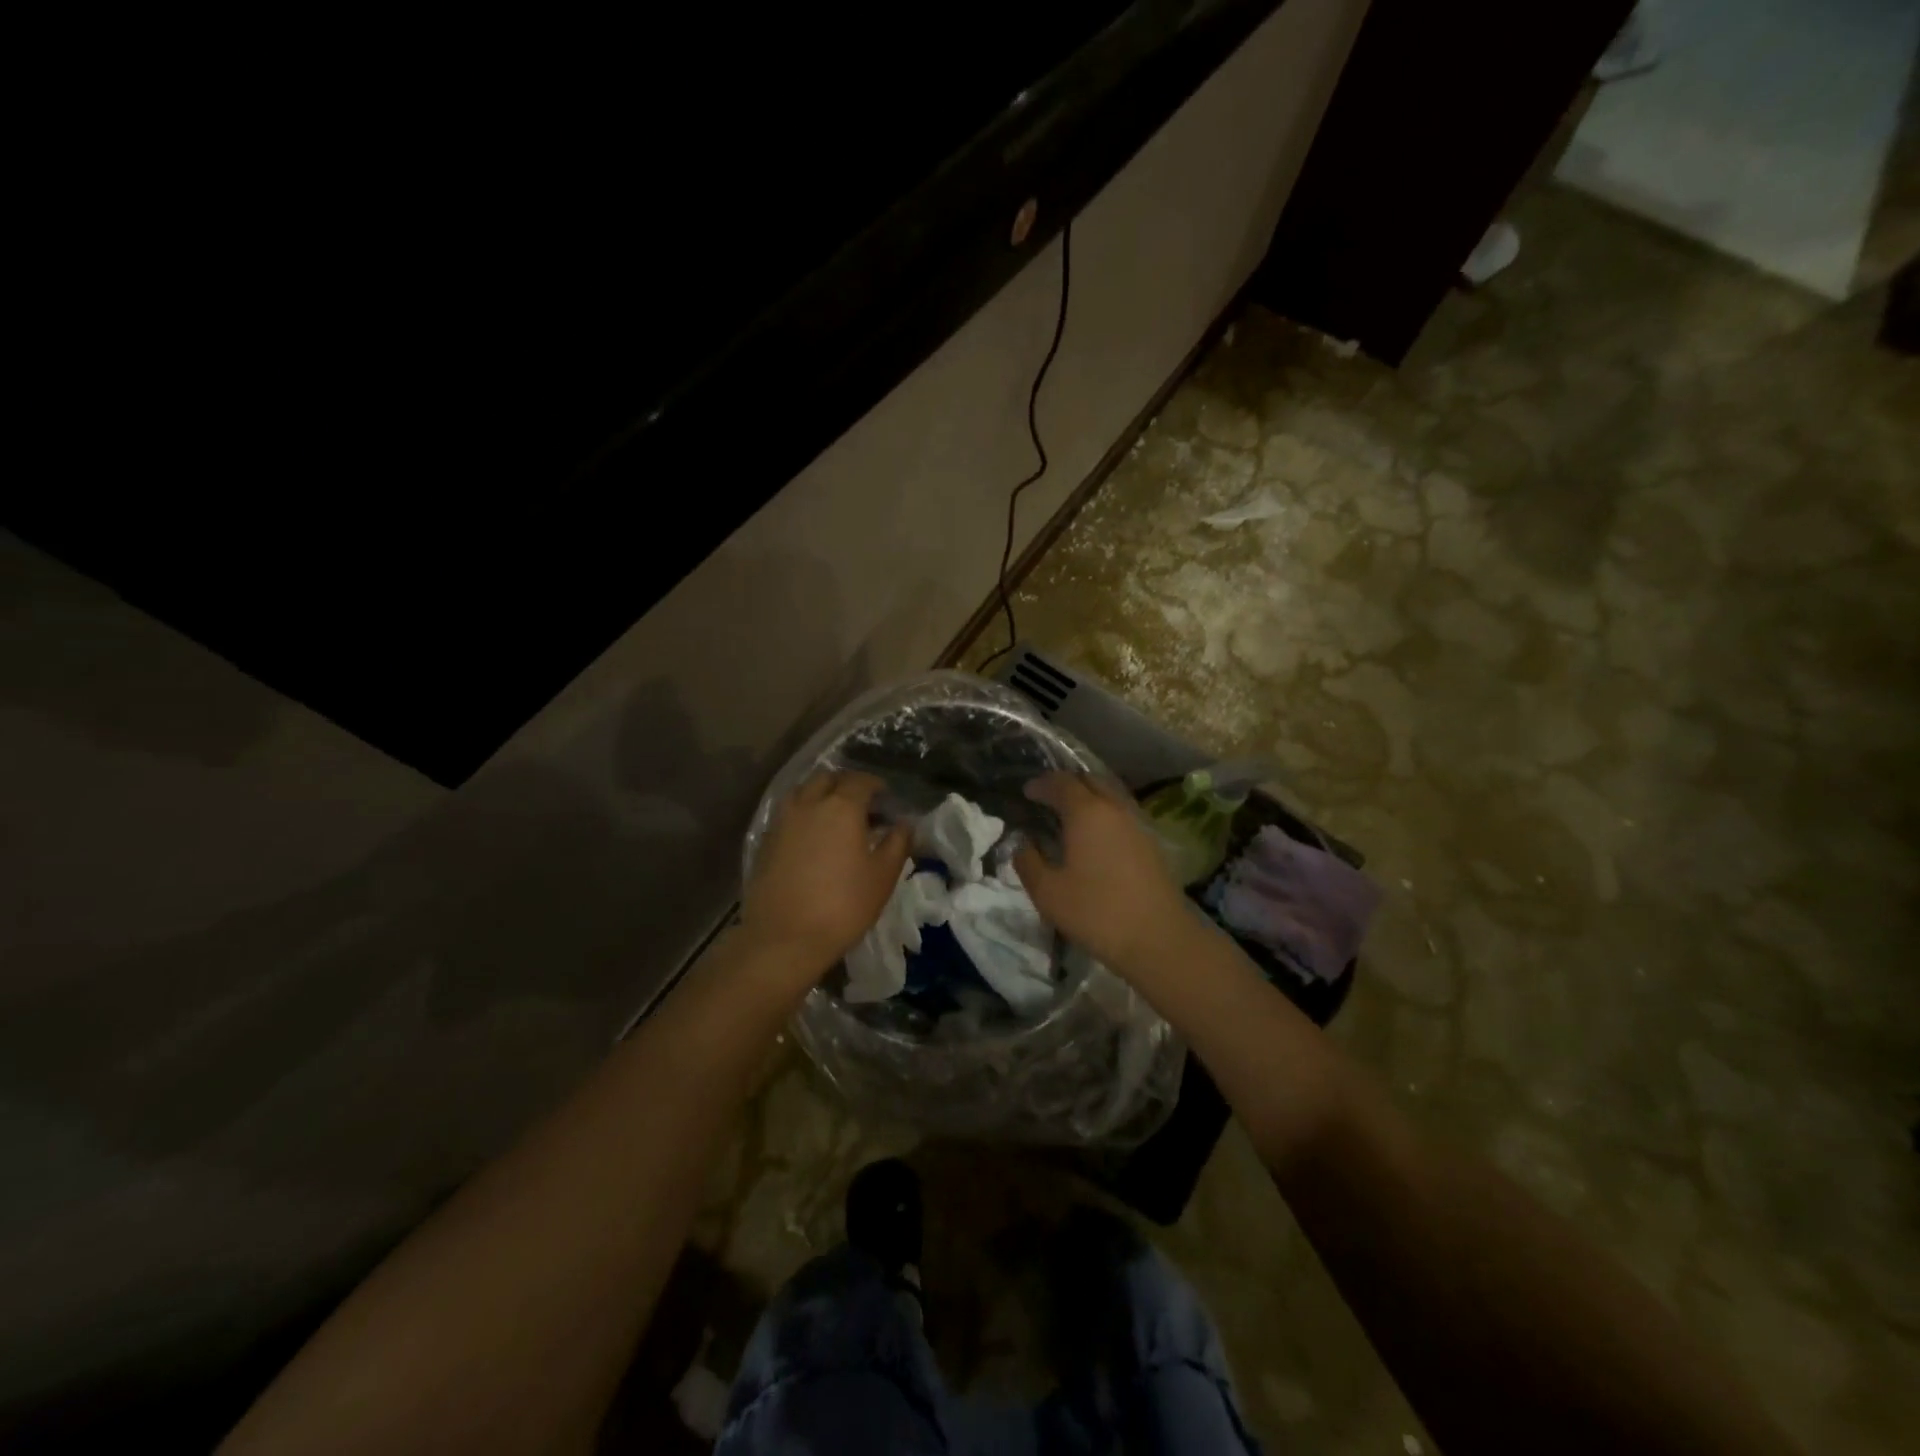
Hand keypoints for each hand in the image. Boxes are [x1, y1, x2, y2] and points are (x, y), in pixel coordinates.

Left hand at [741, 772, 910, 976]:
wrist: (784, 939)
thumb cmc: (843, 906)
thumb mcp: (883, 876)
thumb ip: (897, 843)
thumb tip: (904, 823)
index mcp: (841, 807)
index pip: (860, 781)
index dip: (876, 785)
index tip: (886, 798)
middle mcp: (808, 804)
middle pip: (827, 779)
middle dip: (845, 785)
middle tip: (862, 805)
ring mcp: (782, 822)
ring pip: (802, 792)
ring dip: (820, 795)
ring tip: (834, 818)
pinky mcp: (765, 842)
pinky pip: (787, 814)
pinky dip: (802, 815)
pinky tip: (812, 838)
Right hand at [1013, 773, 1195, 979]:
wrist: (1158, 939)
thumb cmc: (1096, 912)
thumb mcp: (1048, 893)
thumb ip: (1028, 862)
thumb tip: (1022, 844)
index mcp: (1086, 813)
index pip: (1061, 783)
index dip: (1041, 784)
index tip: (1026, 791)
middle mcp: (1114, 809)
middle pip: (1089, 781)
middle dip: (1066, 784)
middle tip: (1047, 798)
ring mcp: (1137, 824)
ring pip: (1109, 796)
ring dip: (1088, 798)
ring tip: (1069, 817)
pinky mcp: (1151, 843)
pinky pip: (1121, 815)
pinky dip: (1103, 815)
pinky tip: (1095, 837)